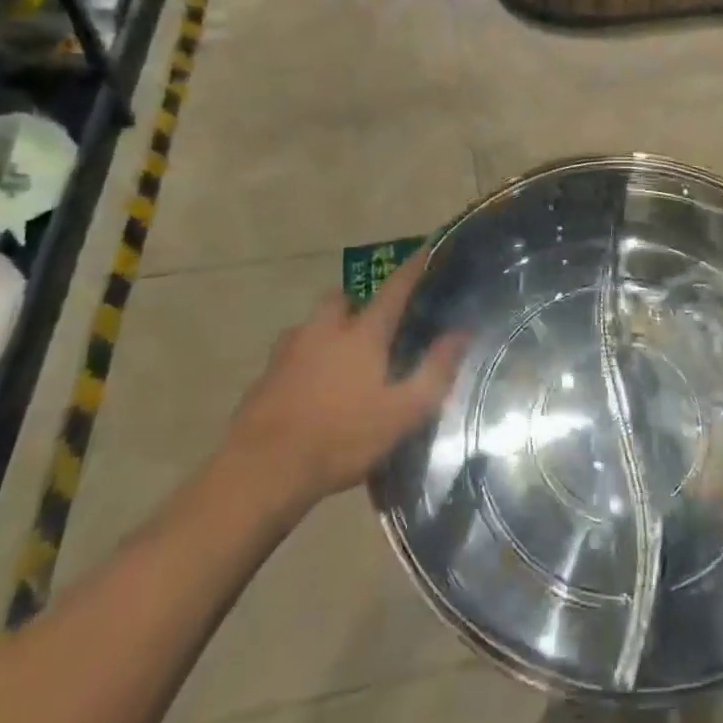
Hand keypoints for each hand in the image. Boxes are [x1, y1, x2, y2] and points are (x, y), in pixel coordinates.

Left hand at [221, 249, 466, 509]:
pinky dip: (303, 363)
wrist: (261, 473)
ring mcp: (288, 351)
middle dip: (357, 305)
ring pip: (312, 326)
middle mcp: (324, 329)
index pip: (394, 288)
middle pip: (342, 300)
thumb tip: (461, 332)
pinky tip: (309, 392)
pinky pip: (290, 356)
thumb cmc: (341, 438)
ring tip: (339, 363)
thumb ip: (435, 371)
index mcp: (362, 332)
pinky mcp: (264, 377)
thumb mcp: (402, 413)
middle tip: (372, 329)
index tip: (427, 249)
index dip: (413, 268)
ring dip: (327, 333)